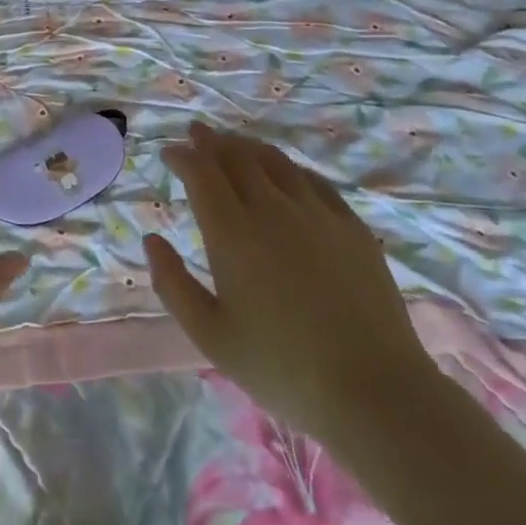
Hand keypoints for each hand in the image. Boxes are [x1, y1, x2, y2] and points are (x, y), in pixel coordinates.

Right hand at [144, 123, 441, 447]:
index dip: (182, 156)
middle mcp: (272, 209)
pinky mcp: (351, 226)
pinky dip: (289, 168)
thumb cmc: (280, 367)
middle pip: (237, 156)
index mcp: (232, 233)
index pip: (201, 173)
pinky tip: (287, 174)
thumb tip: (151, 240)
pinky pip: (313, 180)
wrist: (374, 390)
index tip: (169, 153)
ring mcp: (316, 213)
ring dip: (248, 147)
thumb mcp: (210, 335)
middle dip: (211, 141)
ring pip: (275, 161)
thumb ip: (172, 284)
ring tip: (235, 144)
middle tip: (197, 134)